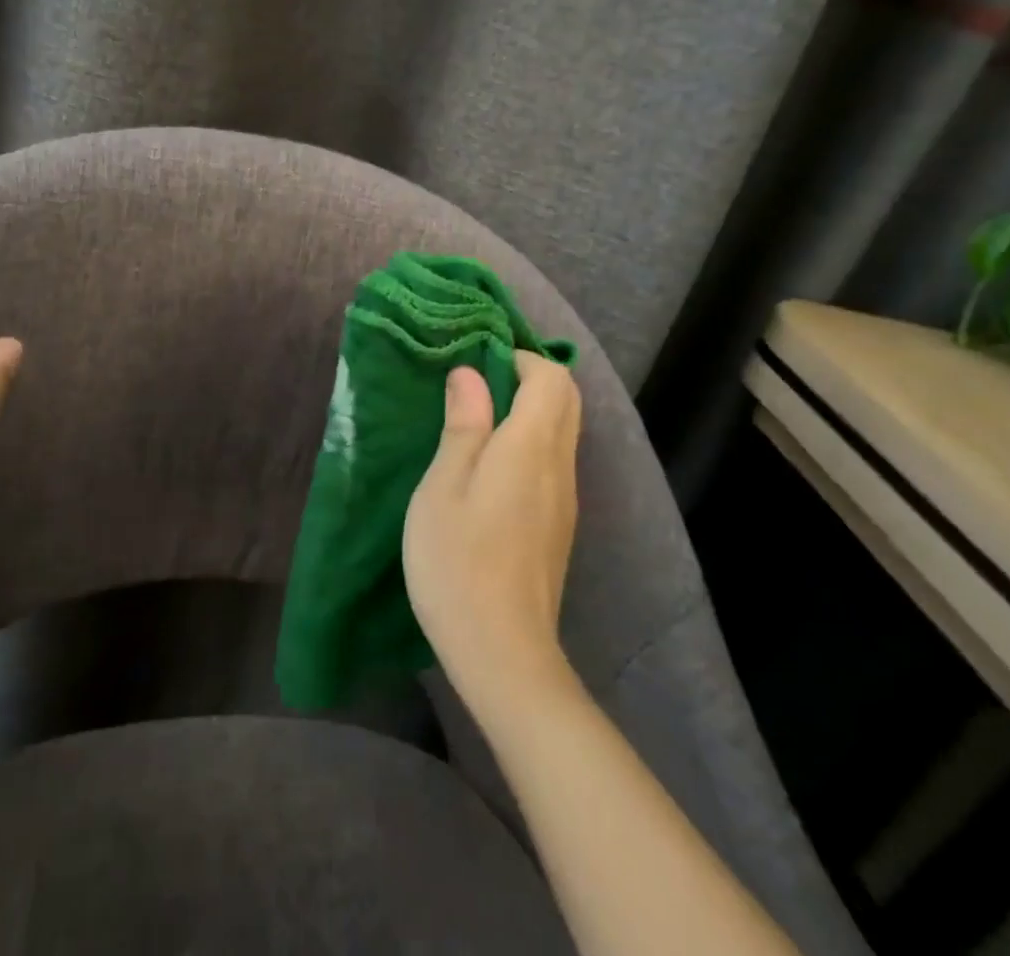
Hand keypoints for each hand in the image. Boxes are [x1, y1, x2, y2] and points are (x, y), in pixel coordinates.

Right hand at [403, 352, 580, 706]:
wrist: (503, 652)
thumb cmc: (458, 562)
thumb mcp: (443, 487)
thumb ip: (464, 425)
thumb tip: (471, 374)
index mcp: (531, 446)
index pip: (551, 377)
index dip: (519, 358)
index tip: (478, 365)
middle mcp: (560, 464)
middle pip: (566, 398)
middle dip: (530, 377)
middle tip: (477, 387)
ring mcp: (566, 497)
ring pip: (564, 429)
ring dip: (531, 409)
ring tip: (478, 423)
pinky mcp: (560, 523)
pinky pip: (556, 460)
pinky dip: (533, 442)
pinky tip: (493, 468)